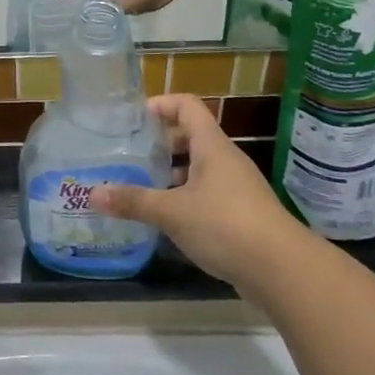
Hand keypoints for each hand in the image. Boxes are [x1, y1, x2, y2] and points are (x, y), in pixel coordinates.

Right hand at [94, 95, 300, 287]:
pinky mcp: (241, 214)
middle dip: (160, 144)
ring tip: (141, 186)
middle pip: (191, 136)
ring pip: (198, 168)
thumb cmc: (225, 225)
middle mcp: (225, 160)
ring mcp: (237, 187)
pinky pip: (207, 194)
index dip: (160, 104)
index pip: (186, 105)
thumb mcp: (172, 212)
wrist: (283, 270)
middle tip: (130, 155)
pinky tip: (166, 218)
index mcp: (211, 145)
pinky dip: (185, 198)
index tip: (134, 119)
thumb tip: (92, 194)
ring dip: (171, 173)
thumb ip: (133, 201)